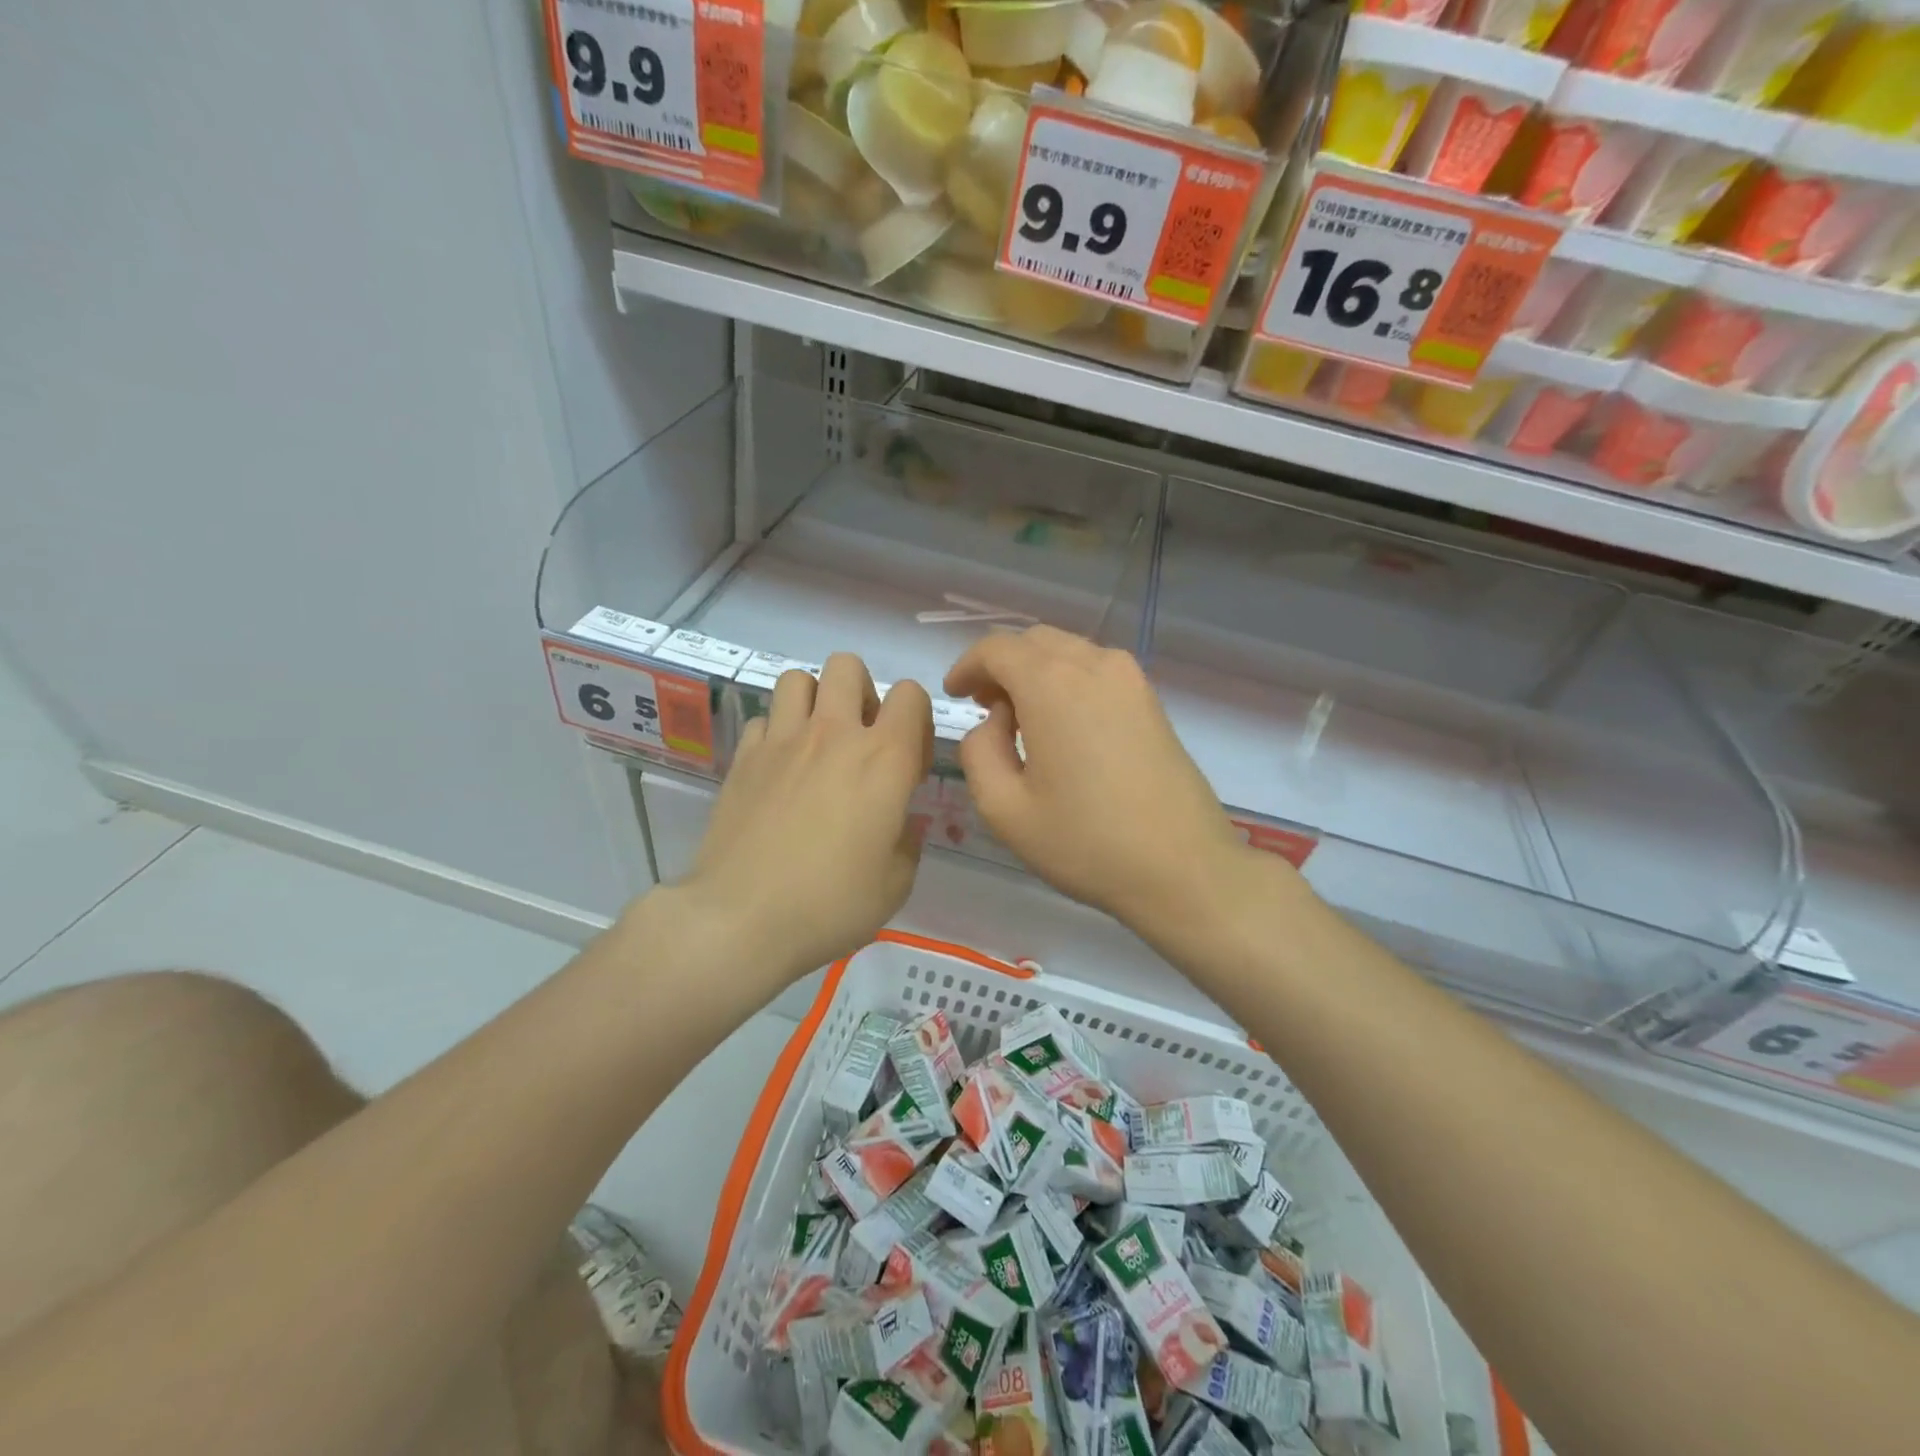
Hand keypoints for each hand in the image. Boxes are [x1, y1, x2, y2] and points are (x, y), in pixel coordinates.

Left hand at [680, 654, 932, 985]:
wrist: (742, 919)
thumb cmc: (831, 903)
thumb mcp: (896, 883)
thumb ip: (907, 839)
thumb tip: (899, 821)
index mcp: (884, 758)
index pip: (910, 694)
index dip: (916, 720)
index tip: (908, 763)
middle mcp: (833, 734)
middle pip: (847, 665)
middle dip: (861, 691)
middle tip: (860, 739)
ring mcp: (782, 740)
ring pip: (798, 678)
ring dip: (815, 700)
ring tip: (817, 741)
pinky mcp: (743, 757)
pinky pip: (764, 719)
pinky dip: (777, 733)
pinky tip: (778, 769)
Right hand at [945, 627, 1275, 943]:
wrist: (1183, 868)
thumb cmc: (1086, 842)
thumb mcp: (1005, 809)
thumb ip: (979, 752)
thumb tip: (993, 723)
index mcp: (1053, 684)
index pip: (997, 648)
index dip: (967, 666)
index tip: (954, 696)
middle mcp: (1094, 665)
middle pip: (1034, 642)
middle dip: (1001, 666)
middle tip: (985, 709)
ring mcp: (1131, 680)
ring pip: (1068, 651)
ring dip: (1036, 672)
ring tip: (1023, 720)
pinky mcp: (1152, 700)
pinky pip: (1097, 670)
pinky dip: (1068, 682)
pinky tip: (1064, 727)